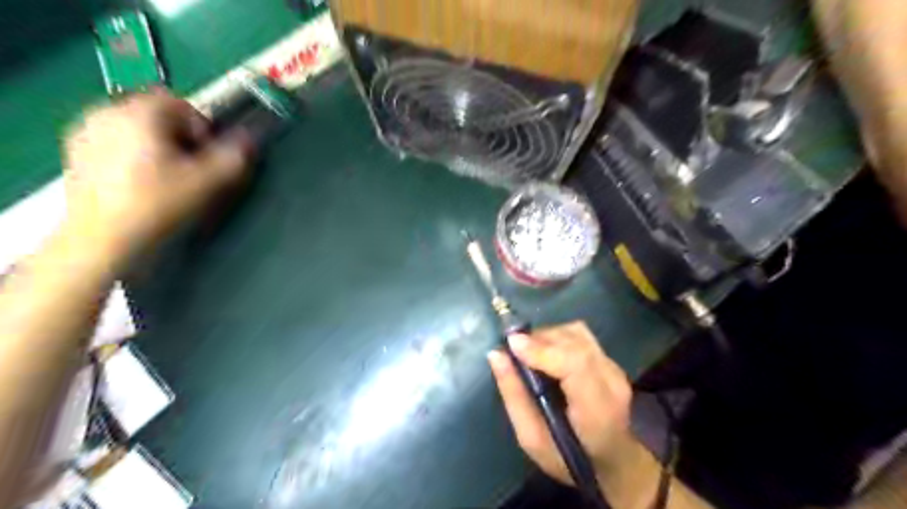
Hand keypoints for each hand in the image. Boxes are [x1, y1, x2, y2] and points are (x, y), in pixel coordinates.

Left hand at [59, 87, 249, 262]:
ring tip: (167, 179)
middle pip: (156, 114)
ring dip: (158, 146)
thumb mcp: (209, 182)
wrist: (103, 242)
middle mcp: (107, 112)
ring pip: (136, 128)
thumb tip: (249, 137)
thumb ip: (234, 155)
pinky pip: (116, 142)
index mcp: (139, 113)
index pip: (181, 103)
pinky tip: (142, 185)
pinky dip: (134, 155)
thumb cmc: (159, 206)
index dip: (202, 128)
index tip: (207, 157)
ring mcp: (85, 133)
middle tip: (190, 169)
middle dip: (179, 137)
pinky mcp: (76, 155)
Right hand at [490, 322, 631, 485]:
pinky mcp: (610, 361)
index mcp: (596, 410)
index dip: (542, 349)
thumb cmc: (568, 459)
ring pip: (577, 333)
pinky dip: (557, 338)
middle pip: (575, 342)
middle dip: (539, 339)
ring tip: (529, 351)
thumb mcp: (532, 439)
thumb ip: (514, 396)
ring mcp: (615, 369)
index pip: (576, 364)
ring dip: (548, 336)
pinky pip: (581, 336)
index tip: (511, 344)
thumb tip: (496, 355)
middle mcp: (611, 382)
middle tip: (513, 349)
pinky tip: (545, 352)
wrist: (613, 462)